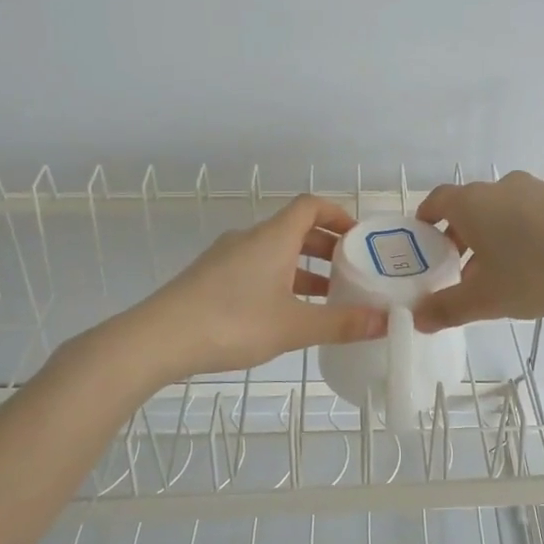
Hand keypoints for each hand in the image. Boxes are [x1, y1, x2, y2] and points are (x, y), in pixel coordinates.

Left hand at [128, 196, 387, 381]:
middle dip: (326, 246)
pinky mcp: (210, 277)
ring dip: (303, 267)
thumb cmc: (232, 322)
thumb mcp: (294, 326)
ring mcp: (226, 257)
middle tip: (351, 271)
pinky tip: (286, 313)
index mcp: (273, 237)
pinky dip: (279, 280)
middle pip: (295, 229)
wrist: (157, 338)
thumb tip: (386, 321)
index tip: (359, 238)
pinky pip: (256, 268)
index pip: (310, 205)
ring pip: (275, 252)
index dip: (338, 214)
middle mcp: (250, 238)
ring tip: (327, 296)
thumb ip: (341, 323)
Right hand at [410, 172, 543, 332]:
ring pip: (500, 212)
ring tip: (496, 275)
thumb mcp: (487, 298)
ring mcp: (535, 190)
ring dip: (490, 238)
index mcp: (471, 203)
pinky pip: (528, 215)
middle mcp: (499, 188)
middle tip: (456, 270)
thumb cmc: (537, 271)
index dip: (425, 221)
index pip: (436, 201)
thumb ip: (448, 308)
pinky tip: (533, 267)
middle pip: (468, 208)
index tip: (422, 243)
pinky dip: (519, 236)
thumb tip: (417, 319)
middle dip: (458, 237)